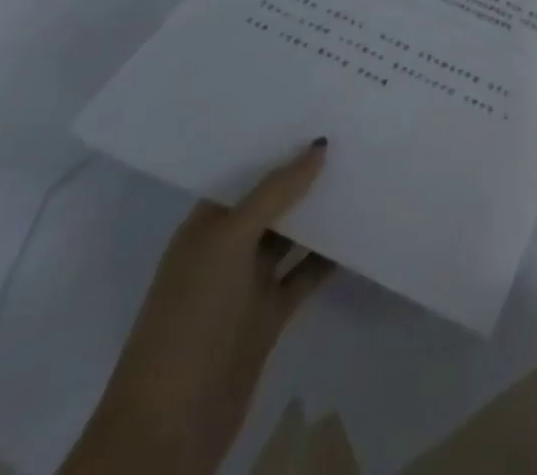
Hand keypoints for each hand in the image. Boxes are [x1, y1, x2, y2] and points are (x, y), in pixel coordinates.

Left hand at [60, 141, 334, 474]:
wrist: (169, 428)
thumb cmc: (190, 318)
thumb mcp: (228, 244)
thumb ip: (275, 192)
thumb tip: (320, 145)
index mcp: (206, 226)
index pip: (246, 171)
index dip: (278, 143)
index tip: (320, 108)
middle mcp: (227, 247)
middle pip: (273, 199)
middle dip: (306, 171)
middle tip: (355, 130)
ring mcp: (249, 282)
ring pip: (294, 233)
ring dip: (323, 210)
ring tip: (367, 169)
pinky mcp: (271, 314)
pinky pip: (307, 272)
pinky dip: (331, 255)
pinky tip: (363, 229)